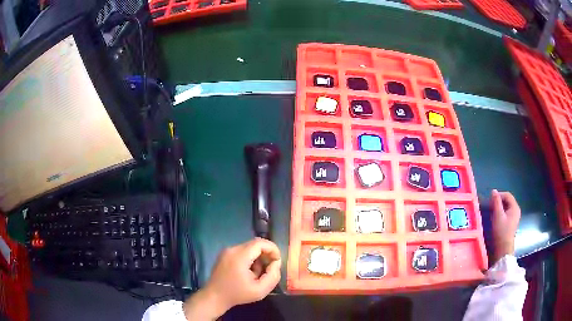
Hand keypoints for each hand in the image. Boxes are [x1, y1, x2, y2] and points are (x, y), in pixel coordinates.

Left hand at [183, 238, 280, 319]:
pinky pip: (242, 251)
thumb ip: (273, 276)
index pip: (260, 243)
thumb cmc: (237, 294)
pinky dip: (250, 259)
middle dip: (266, 254)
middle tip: (270, 268)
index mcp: (240, 256)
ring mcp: (227, 251)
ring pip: (249, 248)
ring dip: (258, 258)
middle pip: (255, 244)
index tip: (277, 261)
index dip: (273, 249)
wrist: (214, 297)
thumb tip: (276, 263)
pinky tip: (249, 272)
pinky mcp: (225, 254)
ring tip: (258, 274)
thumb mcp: (260, 290)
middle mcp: (232, 249)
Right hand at [490, 190, 520, 263]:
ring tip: (492, 212)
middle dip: (499, 201)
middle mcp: (516, 210)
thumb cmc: (501, 232)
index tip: (490, 200)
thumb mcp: (498, 216)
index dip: (499, 195)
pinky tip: (496, 218)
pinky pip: (506, 213)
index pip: (507, 195)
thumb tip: (493, 191)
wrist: (503, 249)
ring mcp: (515, 217)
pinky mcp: (512, 223)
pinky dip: (501, 213)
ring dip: (499, 207)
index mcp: (515, 207)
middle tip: (490, 206)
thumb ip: (496, 202)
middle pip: (507, 201)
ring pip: (506, 207)